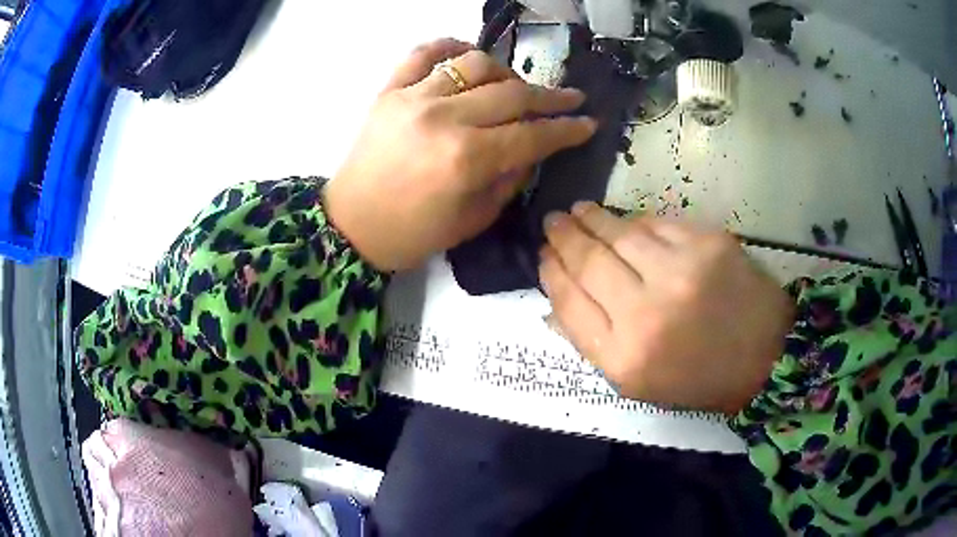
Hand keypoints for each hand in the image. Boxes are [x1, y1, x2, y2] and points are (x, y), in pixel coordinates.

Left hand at [324, 39, 597, 271]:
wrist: (351, 226)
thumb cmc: (413, 234)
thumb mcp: (473, 221)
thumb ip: (509, 180)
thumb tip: (531, 149)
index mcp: (467, 159)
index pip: (533, 136)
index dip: (567, 129)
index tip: (589, 122)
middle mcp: (445, 119)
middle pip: (512, 94)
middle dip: (551, 97)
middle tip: (571, 98)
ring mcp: (413, 98)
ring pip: (475, 64)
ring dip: (506, 72)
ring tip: (515, 86)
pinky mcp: (389, 90)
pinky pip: (423, 53)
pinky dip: (449, 46)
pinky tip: (467, 55)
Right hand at [539, 203, 794, 413]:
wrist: (764, 356)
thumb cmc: (697, 377)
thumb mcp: (637, 382)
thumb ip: (592, 343)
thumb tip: (554, 305)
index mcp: (624, 357)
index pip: (569, 302)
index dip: (551, 273)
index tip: (543, 255)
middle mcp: (647, 314)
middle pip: (589, 262)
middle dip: (564, 237)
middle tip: (553, 221)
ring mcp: (681, 272)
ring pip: (620, 234)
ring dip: (593, 219)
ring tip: (579, 211)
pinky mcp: (708, 244)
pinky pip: (657, 224)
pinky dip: (636, 221)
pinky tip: (625, 221)